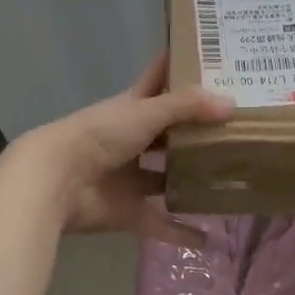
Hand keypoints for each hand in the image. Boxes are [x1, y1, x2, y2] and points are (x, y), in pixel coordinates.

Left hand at [11, 51, 232, 239]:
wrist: (58, 180)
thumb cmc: (101, 134)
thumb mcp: (147, 112)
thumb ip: (188, 107)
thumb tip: (232, 104)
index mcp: (134, 107)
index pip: (159, 79)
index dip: (178, 66)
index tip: (209, 56)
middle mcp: (134, 139)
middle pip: (169, 132)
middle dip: (196, 130)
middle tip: (237, 126)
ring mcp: (131, 177)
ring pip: (167, 177)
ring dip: (190, 179)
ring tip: (229, 178)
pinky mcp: (129, 211)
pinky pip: (161, 222)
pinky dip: (181, 232)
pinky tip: (210, 238)